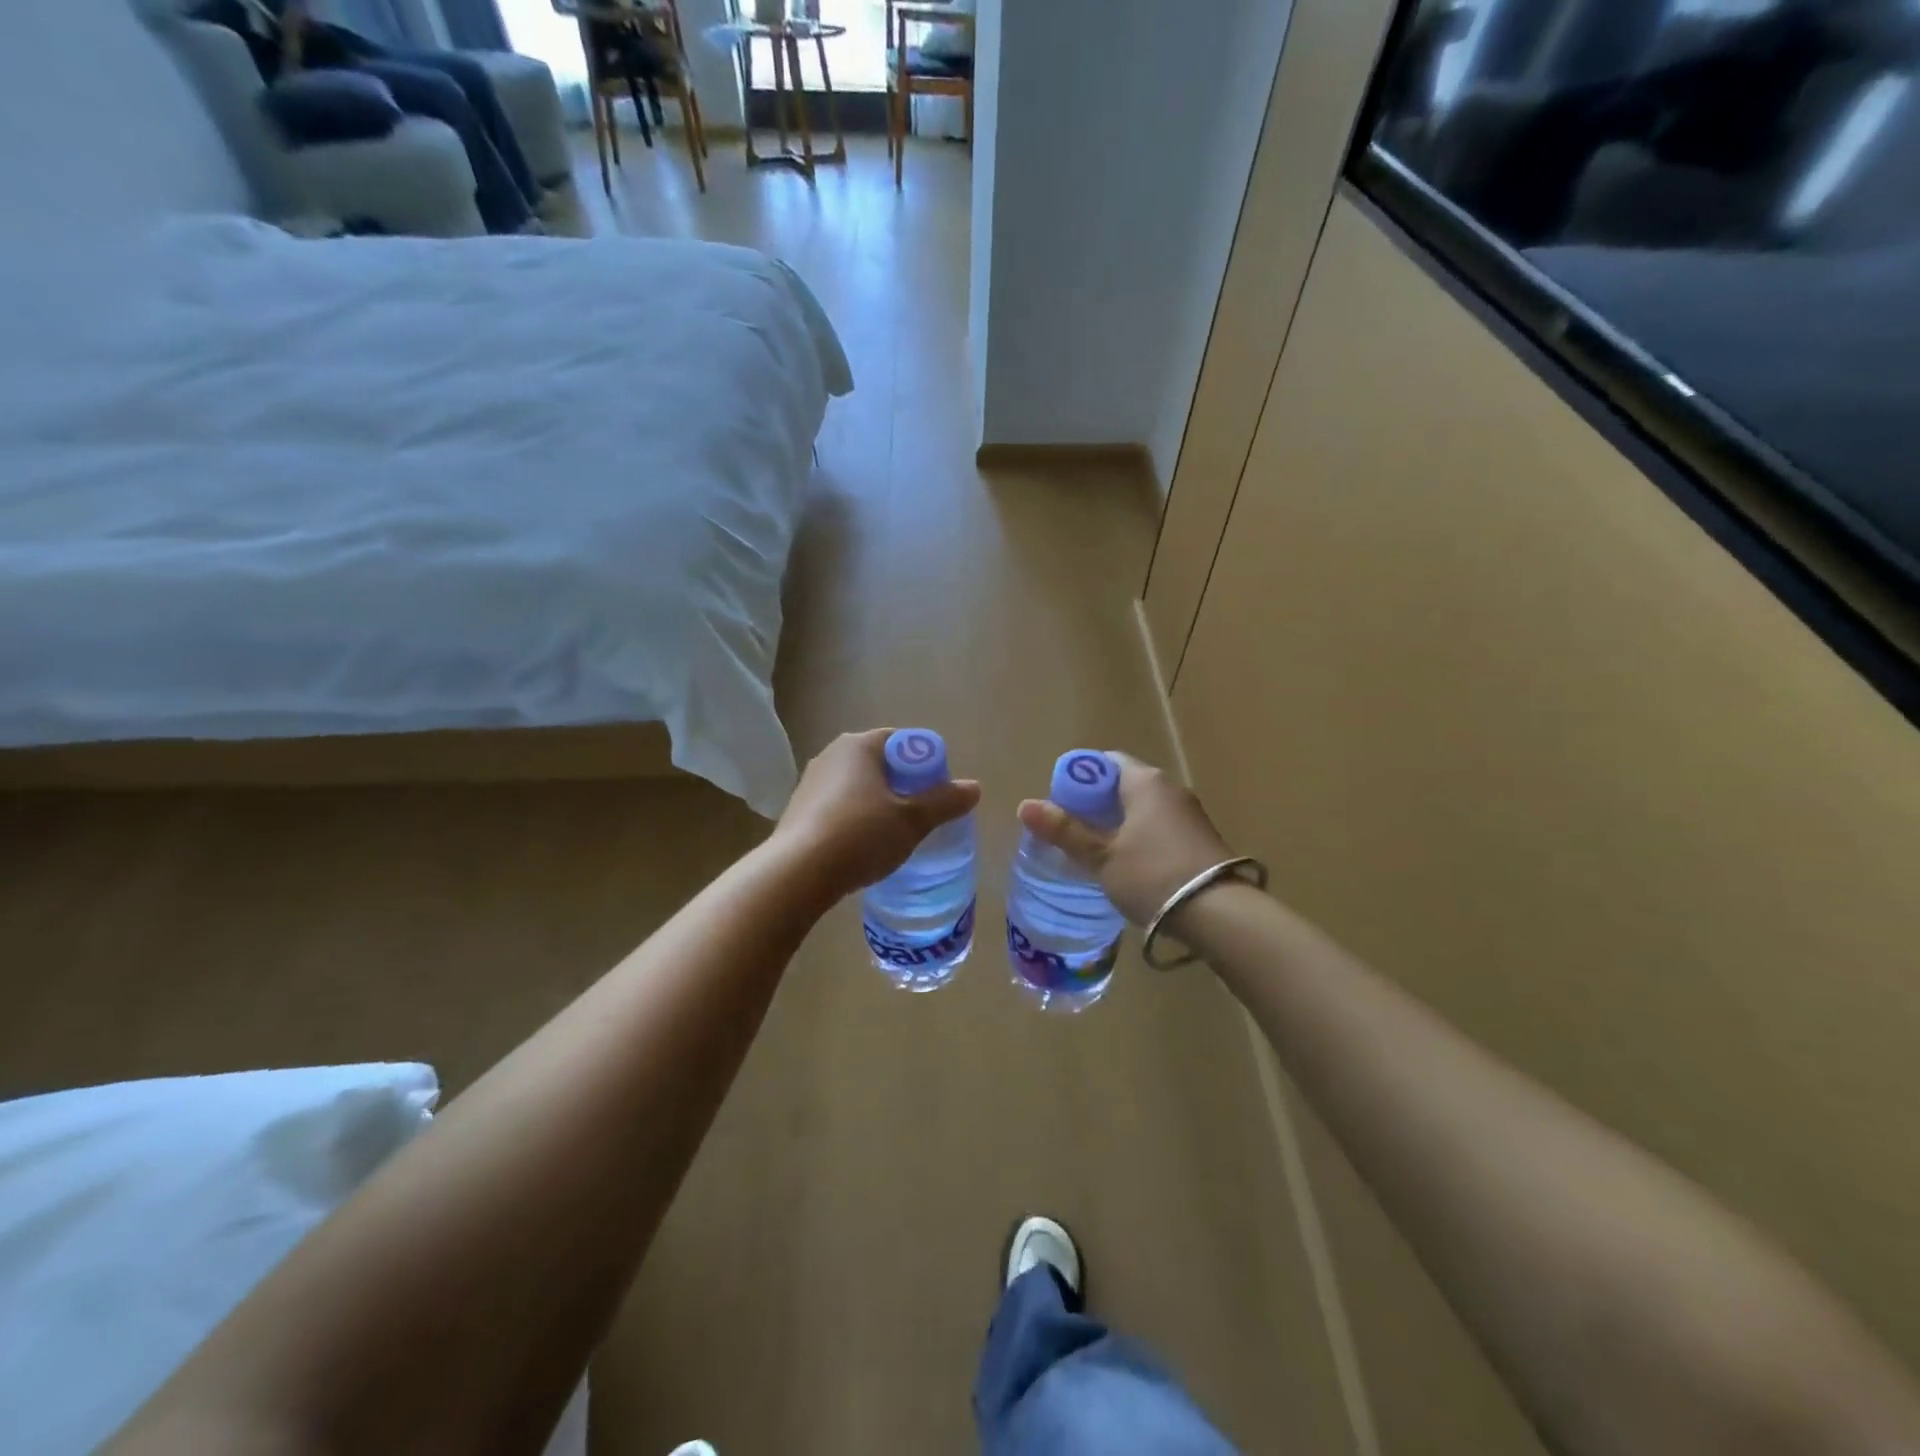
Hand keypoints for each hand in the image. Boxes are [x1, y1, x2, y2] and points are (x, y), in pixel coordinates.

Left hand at [772, 729, 980, 903]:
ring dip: (878, 804)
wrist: (798, 873)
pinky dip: (856, 820)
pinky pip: (838, 808)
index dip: (925, 763)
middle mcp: (831, 755)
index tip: (937, 791)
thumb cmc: (861, 834)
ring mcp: (810, 783)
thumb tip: (975, 788)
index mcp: (858, 745)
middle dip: (903, 785)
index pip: (901, 741)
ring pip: (857, 787)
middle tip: (922, 814)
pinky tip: (864, 847)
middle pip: (879, 764)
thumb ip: (944, 802)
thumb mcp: (912, 820)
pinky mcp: (798, 811)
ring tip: (895, 834)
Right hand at [1016, 753, 1231, 925]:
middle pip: (1122, 784)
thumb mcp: (1102, 856)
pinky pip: (1159, 826)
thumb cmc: (1153, 875)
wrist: (1221, 914)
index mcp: (1144, 781)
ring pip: (1141, 807)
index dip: (1078, 779)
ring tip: (1095, 852)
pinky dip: (1139, 837)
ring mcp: (1189, 813)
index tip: (1060, 806)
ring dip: (1117, 823)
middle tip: (1071, 832)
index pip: (1103, 762)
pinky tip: (1128, 865)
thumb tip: (1024, 805)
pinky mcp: (1200, 838)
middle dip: (1094, 804)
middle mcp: (1169, 788)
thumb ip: (1064, 831)